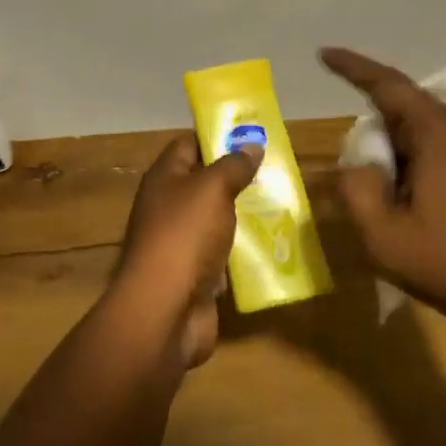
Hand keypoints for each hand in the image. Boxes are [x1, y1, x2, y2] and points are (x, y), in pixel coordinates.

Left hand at [112, 133, 262, 367]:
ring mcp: (179, 243)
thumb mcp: (212, 189)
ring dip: (242, 216)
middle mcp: (167, 207)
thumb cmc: (185, 235)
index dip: (216, 137)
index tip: (251, 137)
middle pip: (203, 184)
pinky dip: (241, 253)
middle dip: (236, 178)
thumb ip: (232, 166)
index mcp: (164, 179)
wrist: (165, 309)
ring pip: (215, 221)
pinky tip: (271, 247)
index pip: (187, 145)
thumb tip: (250, 145)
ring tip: (281, 206)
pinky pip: (221, 256)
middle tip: (275, 172)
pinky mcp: (194, 275)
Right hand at [319, 47, 445, 341]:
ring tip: (394, 203)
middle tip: (362, 179)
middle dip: (377, 135)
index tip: (323, 52)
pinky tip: (425, 209)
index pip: (386, 84)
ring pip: (429, 133)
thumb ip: (355, 188)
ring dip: (402, 155)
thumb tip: (358, 164)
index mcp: (439, 132)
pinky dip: (425, 166)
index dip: (351, 67)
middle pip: (406, 111)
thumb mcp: (382, 235)